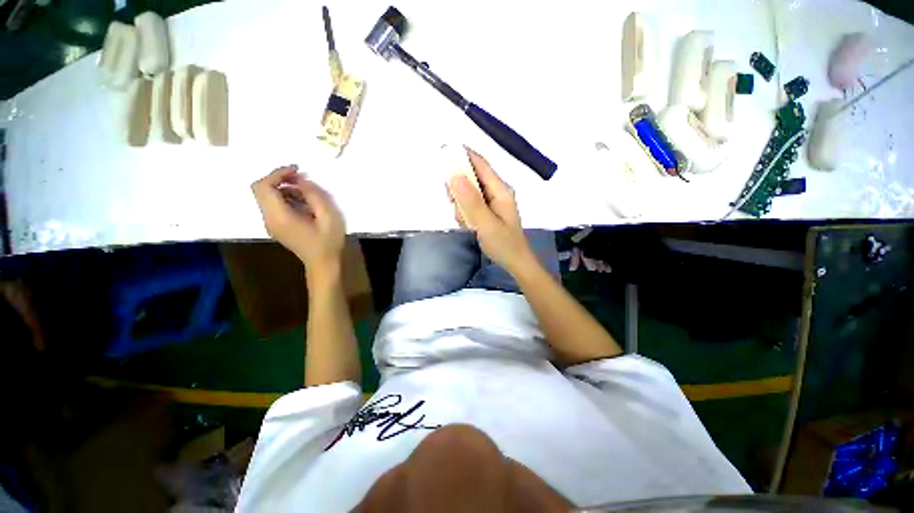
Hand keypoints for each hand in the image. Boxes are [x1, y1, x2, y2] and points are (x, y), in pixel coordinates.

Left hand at [252, 165, 345, 274]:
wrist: (323, 264)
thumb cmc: (328, 242)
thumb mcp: (329, 217)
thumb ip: (315, 196)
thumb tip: (302, 181)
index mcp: (279, 216)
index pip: (264, 186)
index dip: (278, 173)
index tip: (297, 170)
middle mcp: (269, 219)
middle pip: (261, 189)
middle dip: (279, 178)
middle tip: (301, 178)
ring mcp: (271, 224)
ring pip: (267, 197)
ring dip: (284, 188)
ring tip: (307, 193)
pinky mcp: (276, 227)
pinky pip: (274, 206)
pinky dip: (285, 198)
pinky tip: (304, 204)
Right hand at [448, 148, 534, 274]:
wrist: (515, 262)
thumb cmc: (504, 244)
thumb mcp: (486, 224)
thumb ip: (471, 201)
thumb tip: (454, 175)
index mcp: (500, 189)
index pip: (480, 163)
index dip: (462, 155)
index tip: (442, 152)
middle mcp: (496, 191)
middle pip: (472, 176)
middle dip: (458, 187)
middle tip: (452, 201)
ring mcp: (492, 201)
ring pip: (468, 191)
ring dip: (461, 204)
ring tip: (465, 221)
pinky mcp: (487, 210)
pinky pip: (470, 204)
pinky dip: (464, 212)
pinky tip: (468, 225)